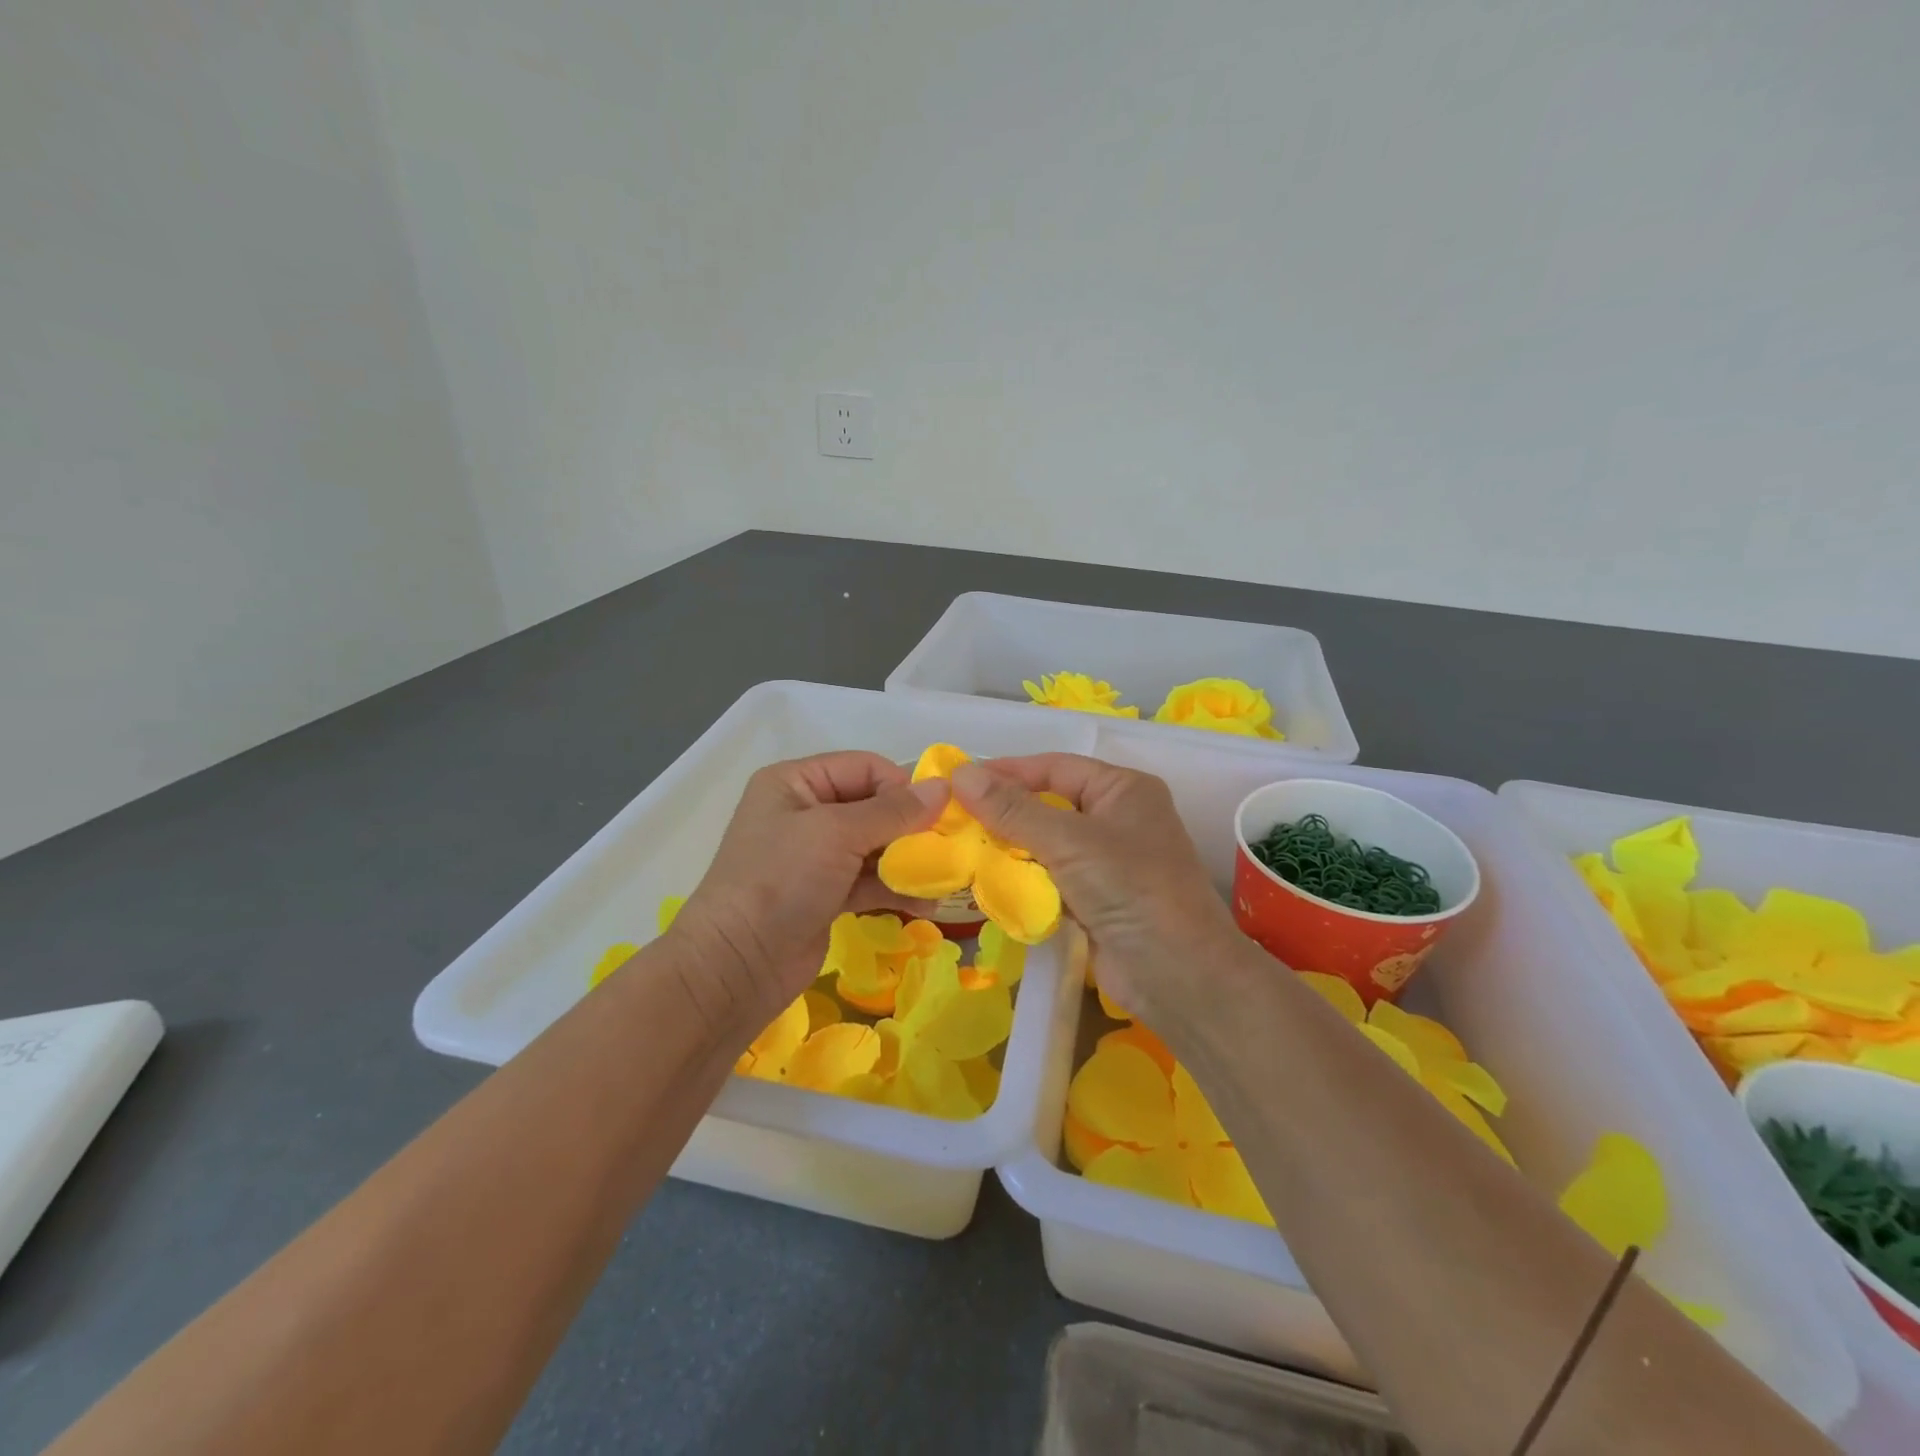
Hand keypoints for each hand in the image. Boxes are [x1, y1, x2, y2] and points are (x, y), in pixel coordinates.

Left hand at [668, 752, 948, 1031]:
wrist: (736, 966)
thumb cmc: (781, 880)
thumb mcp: (836, 834)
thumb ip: (893, 811)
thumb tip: (942, 788)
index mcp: (796, 782)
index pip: (864, 767)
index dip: (901, 786)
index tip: (936, 815)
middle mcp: (805, 812)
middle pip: (873, 806)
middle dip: (911, 827)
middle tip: (947, 848)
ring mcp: (815, 856)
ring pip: (875, 846)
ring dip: (908, 861)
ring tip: (942, 880)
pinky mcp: (825, 893)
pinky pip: (869, 880)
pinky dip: (895, 888)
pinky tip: (926, 904)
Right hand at [952, 754, 1256, 1037]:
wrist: (1180, 976)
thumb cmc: (1130, 889)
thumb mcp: (1068, 842)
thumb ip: (1013, 810)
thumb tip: (961, 773)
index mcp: (1122, 790)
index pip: (1055, 767)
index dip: (1008, 771)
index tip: (959, 780)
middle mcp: (1118, 819)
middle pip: (1049, 805)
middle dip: (1004, 813)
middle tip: (954, 818)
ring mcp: (1109, 862)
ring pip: (1047, 844)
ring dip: (1010, 849)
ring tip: (962, 850)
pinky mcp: (1098, 900)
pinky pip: (1051, 879)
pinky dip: (1024, 881)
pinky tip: (989, 884)